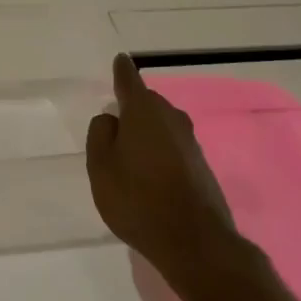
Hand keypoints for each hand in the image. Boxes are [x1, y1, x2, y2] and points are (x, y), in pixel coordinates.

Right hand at [85, 54, 246, 282]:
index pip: (130, 82)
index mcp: (144, 113)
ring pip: (162, 125)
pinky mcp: (200, 166)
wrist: (194, 241)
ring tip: (128, 150)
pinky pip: (172, 146)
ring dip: (146, 131)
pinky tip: (148, 172)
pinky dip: (159, 150)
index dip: (122, 71)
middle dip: (133, 107)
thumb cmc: (137, 199)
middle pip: (149, 103)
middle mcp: (171, 120)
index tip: (120, 59)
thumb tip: (111, 118)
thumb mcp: (101, 167)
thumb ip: (101, 136)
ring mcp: (190, 143)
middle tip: (113, 121)